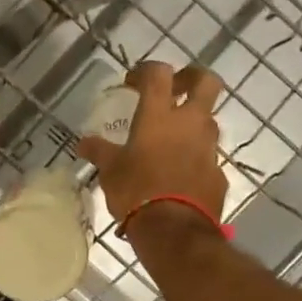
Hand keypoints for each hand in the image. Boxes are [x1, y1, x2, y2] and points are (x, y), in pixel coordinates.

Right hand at [77, 61, 227, 230]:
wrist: (174, 230)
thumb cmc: (136, 191)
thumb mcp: (110, 171)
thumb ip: (99, 152)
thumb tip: (83, 144)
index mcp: (159, 115)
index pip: (159, 73)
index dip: (146, 71)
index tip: (133, 83)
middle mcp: (190, 123)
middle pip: (206, 82)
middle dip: (192, 78)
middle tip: (175, 89)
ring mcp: (209, 147)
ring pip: (208, 121)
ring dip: (193, 122)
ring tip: (171, 138)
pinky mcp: (218, 173)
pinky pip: (207, 156)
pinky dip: (195, 157)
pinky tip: (178, 173)